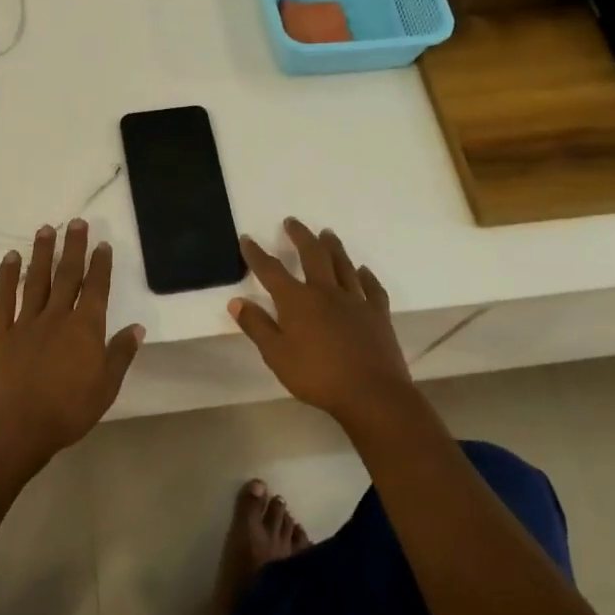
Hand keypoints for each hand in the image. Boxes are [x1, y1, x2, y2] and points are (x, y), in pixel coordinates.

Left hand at [0, 219, 143, 465]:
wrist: (14, 428)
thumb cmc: (66, 412)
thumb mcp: (106, 388)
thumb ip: (120, 355)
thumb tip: (137, 327)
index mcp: (85, 329)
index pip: (96, 289)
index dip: (100, 265)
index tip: (102, 243)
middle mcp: (57, 316)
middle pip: (67, 275)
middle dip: (73, 247)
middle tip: (76, 222)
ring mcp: (26, 322)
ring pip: (36, 280)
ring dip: (42, 253)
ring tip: (46, 229)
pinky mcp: (0, 333)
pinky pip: (4, 299)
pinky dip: (7, 276)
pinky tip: (10, 257)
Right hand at [229, 218, 414, 426]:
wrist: (371, 393)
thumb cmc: (317, 376)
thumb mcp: (276, 355)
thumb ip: (257, 326)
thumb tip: (237, 301)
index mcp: (297, 301)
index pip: (271, 270)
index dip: (256, 254)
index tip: (247, 238)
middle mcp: (326, 292)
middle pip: (313, 255)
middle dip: (300, 236)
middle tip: (292, 221)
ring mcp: (355, 300)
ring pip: (343, 265)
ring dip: (333, 246)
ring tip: (327, 233)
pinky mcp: (377, 314)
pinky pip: (371, 287)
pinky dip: (366, 276)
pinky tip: (363, 270)